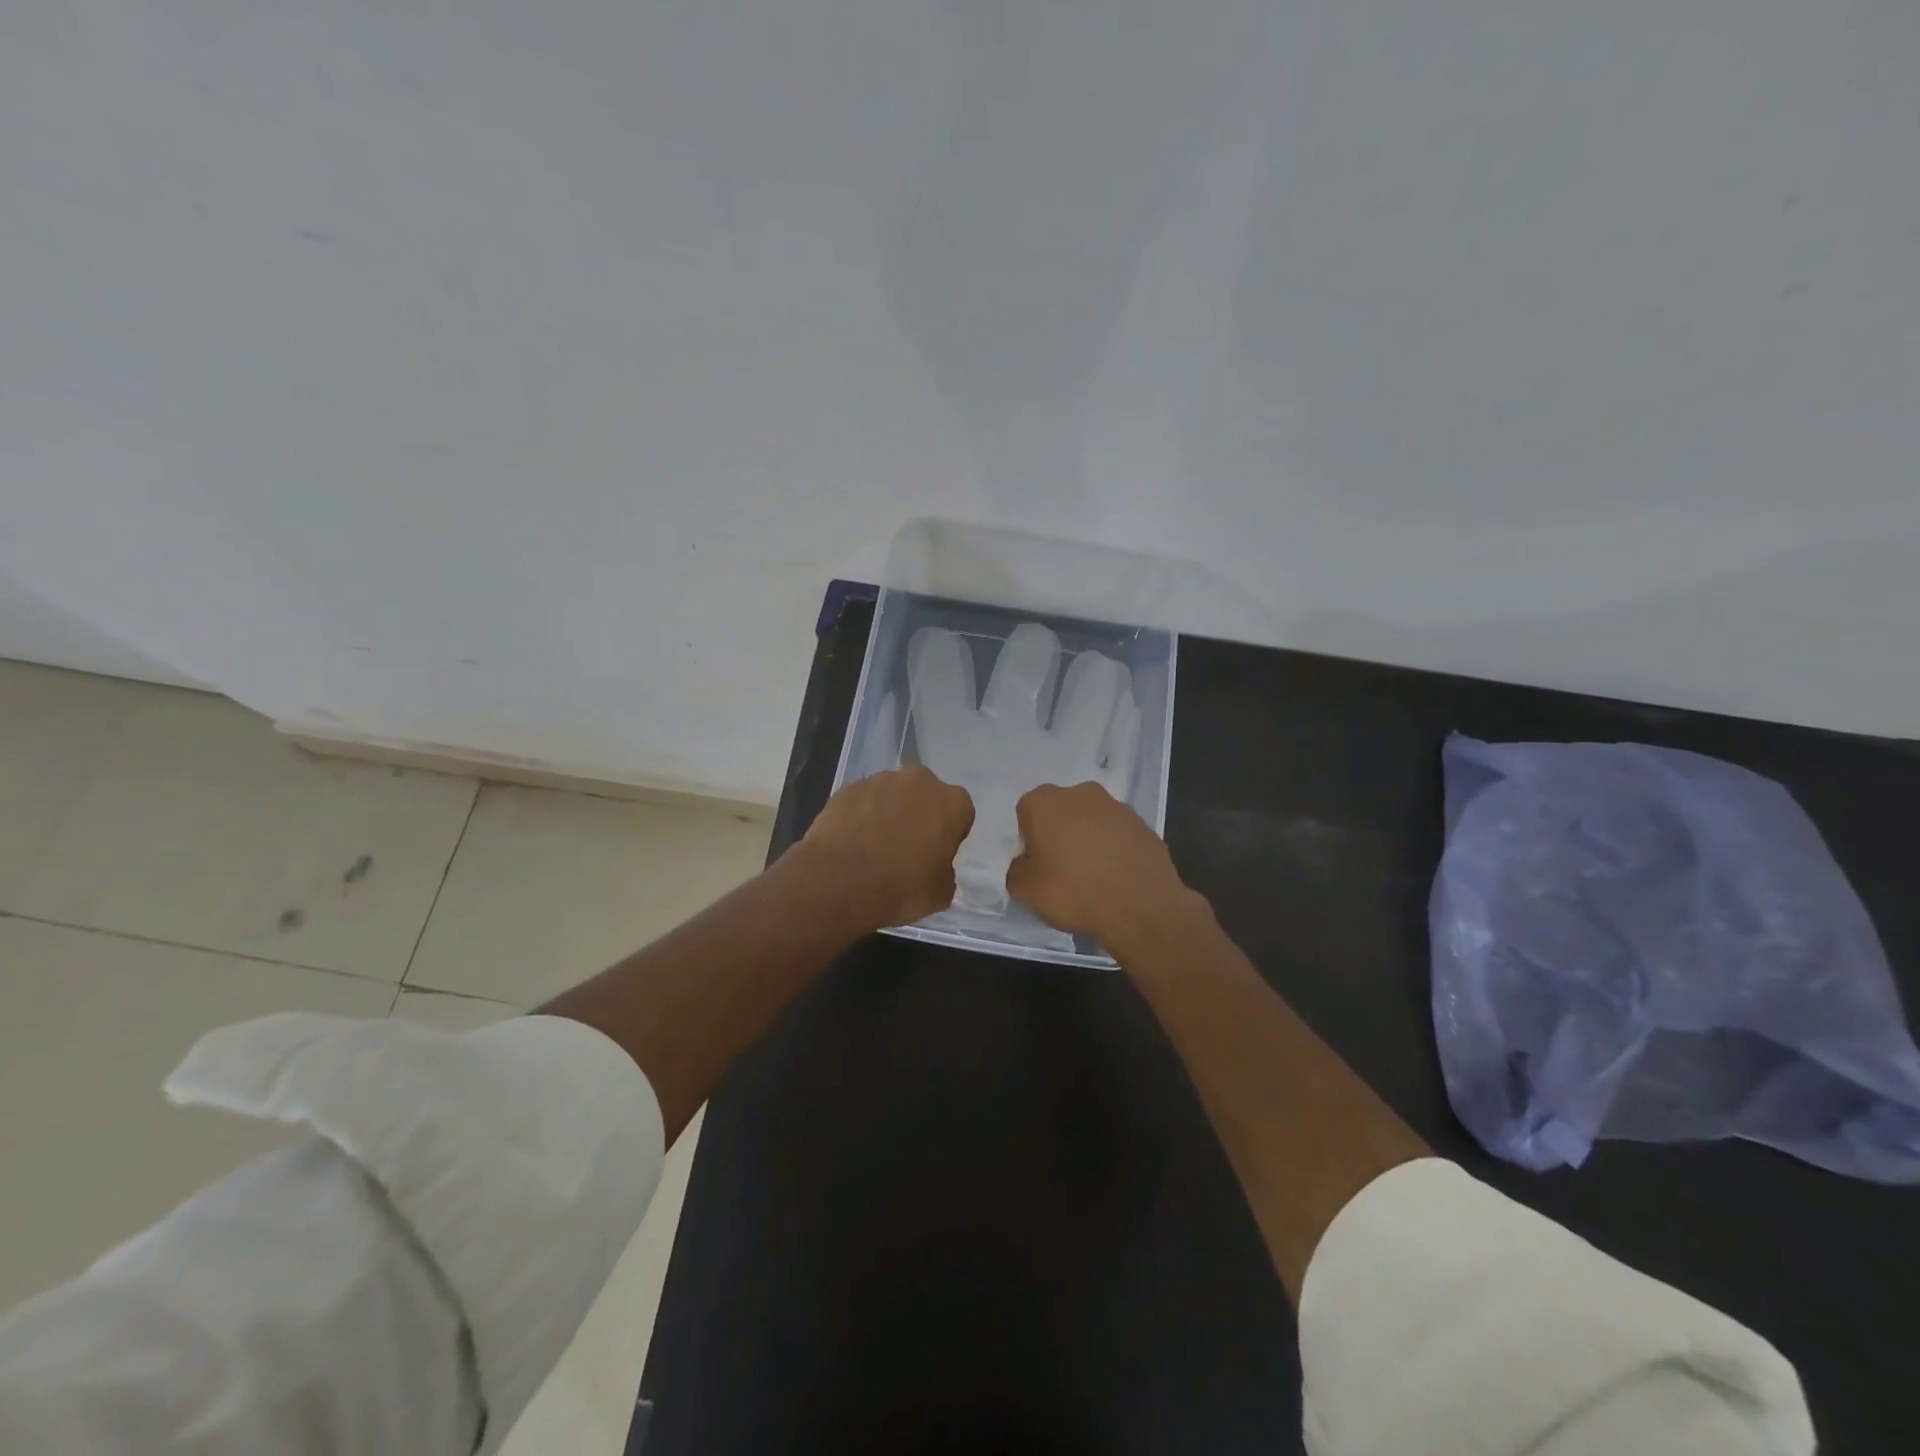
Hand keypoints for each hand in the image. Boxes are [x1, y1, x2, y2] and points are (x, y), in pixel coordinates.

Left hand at [799, 766, 975, 930]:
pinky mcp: (848, 788)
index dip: (948, 834)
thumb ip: (945, 871)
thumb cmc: (900, 888)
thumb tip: (934, 865)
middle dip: (919, 815)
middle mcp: (919, 781)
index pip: (959, 814)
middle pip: (925, 796)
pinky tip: (852, 842)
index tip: (935, 854)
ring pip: (892, 795)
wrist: (838, 882)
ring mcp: (880, 780)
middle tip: (905, 848)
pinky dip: (861, 815)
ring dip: (888, 813)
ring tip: (873, 846)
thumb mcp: (940, 893)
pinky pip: (863, 801)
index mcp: (952, 803)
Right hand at [1006, 781, 1191, 945]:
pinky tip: (1116, 876)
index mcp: (1045, 802)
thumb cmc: (1074, 891)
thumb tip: (1026, 864)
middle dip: (1059, 832)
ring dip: (1088, 838)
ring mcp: (1116, 806)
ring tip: (1093, 875)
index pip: (1026, 812)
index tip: (1038, 864)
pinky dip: (1114, 848)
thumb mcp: (1026, 891)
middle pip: (1060, 811)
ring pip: (1091, 820)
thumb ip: (1017, 870)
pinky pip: (1118, 834)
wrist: (1140, 906)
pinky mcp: (1143, 824)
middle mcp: (1080, 793)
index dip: (1029, 839)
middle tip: (1063, 868)